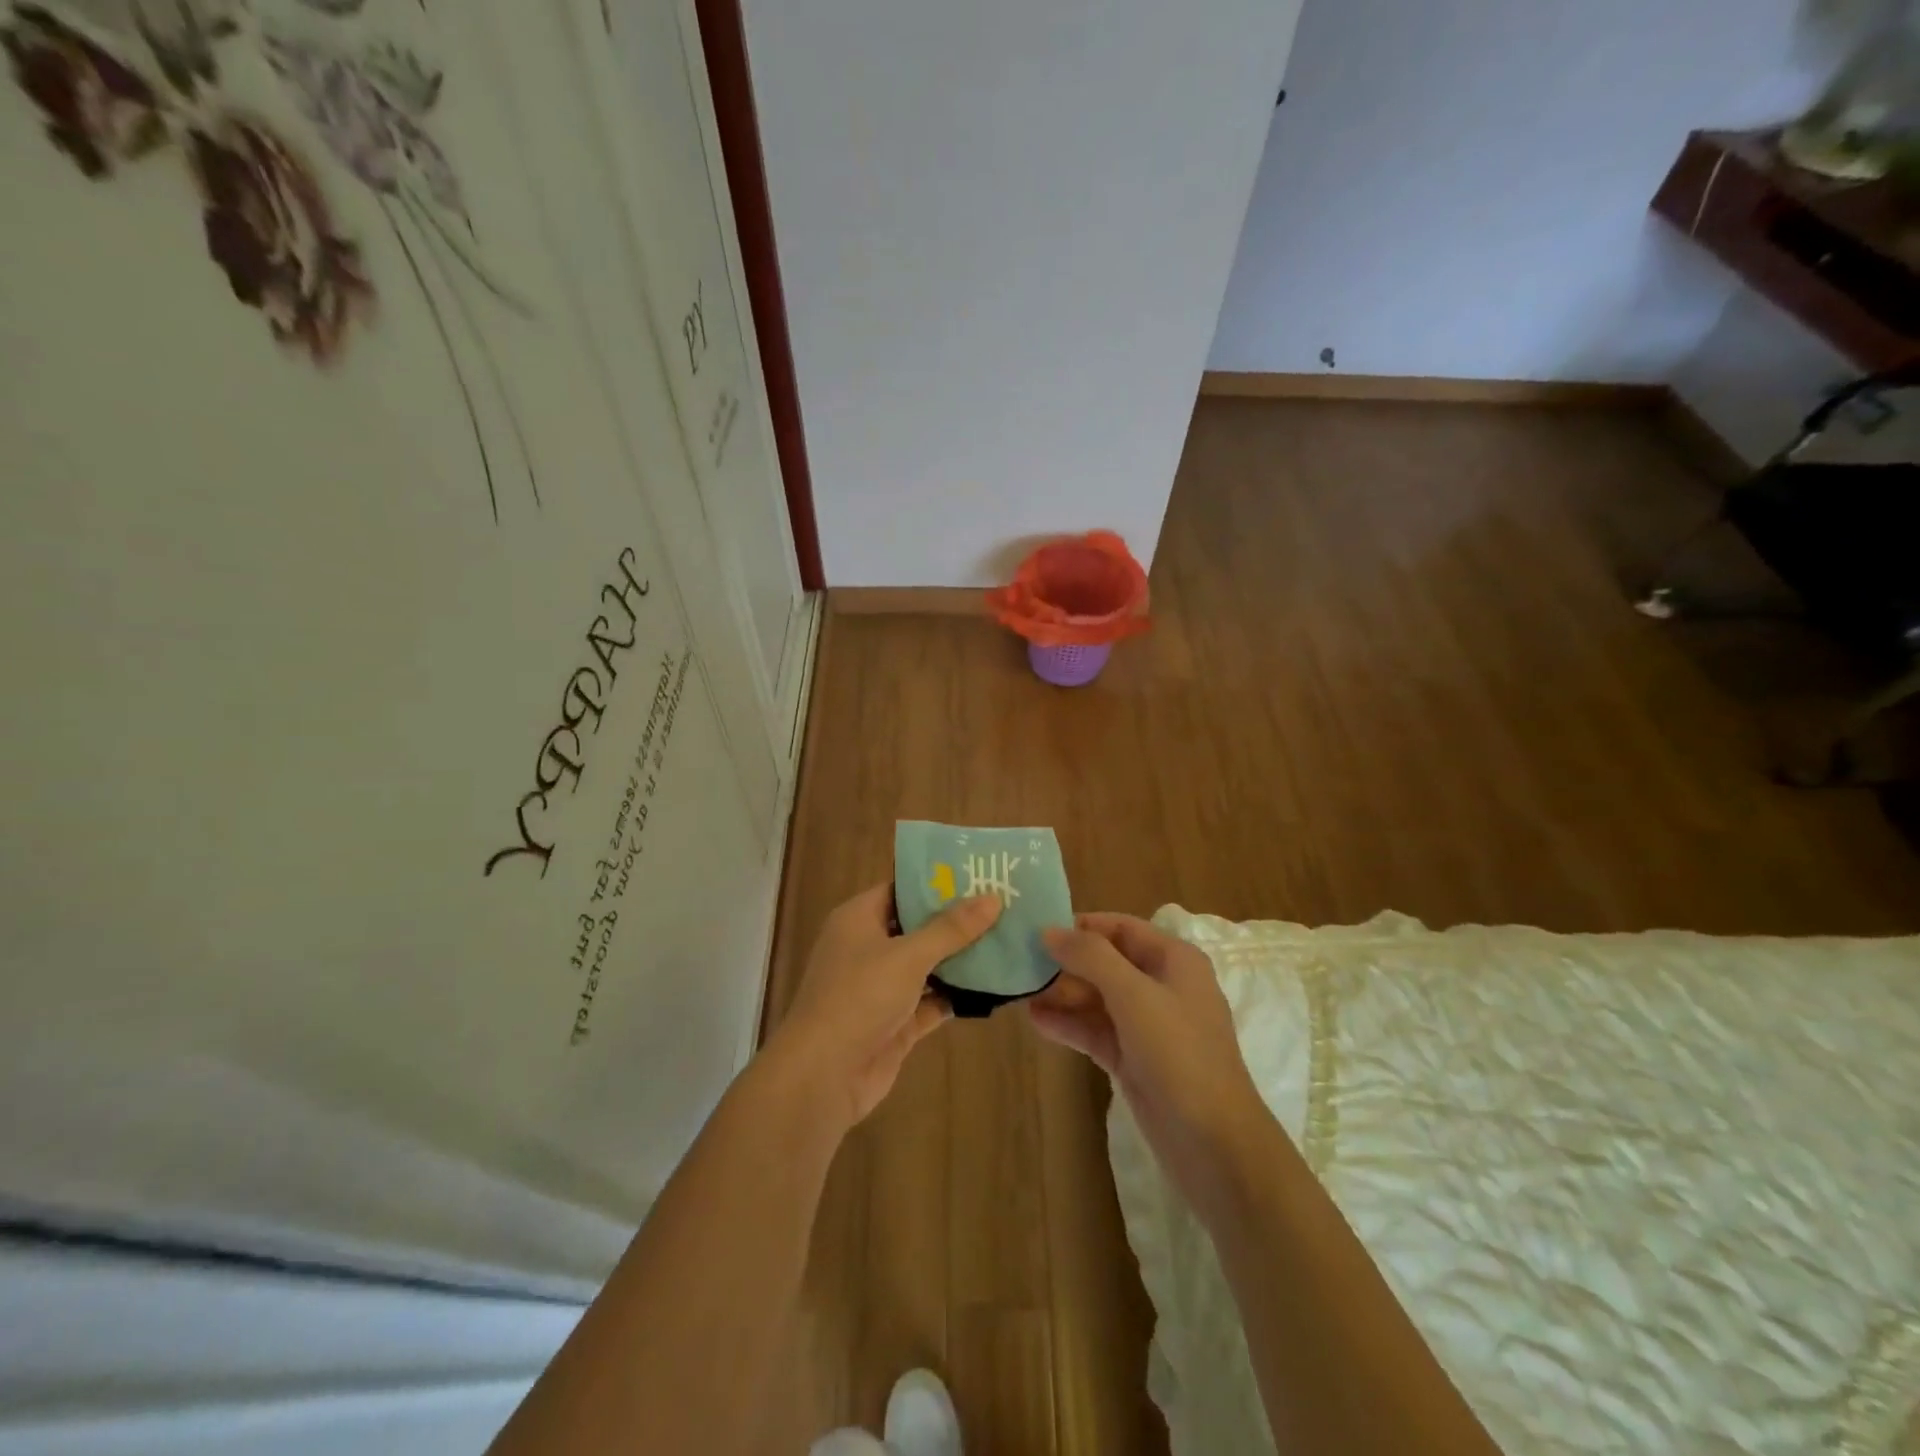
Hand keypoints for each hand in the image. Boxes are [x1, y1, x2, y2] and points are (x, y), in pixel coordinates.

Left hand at [769, 883, 1001, 1129]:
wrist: (823, 1075)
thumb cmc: (859, 997)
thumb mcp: (908, 956)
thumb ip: (951, 929)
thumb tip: (993, 898)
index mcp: (859, 919)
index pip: (900, 889)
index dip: (936, 882)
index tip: (978, 874)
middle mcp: (868, 948)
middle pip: (916, 927)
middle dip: (955, 921)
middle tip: (1003, 906)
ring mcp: (880, 988)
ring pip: (926, 966)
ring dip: (959, 959)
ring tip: (1006, 941)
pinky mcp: (894, 1023)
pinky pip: (930, 1002)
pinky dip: (954, 996)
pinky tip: (991, 987)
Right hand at [1028, 913, 1269, 1218]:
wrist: (1214, 1145)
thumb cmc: (1179, 1054)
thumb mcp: (1134, 995)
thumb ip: (1091, 957)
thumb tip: (1049, 931)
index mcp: (1174, 960)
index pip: (1122, 928)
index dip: (1082, 926)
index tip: (1038, 930)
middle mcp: (1162, 986)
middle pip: (1106, 962)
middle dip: (1066, 962)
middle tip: (1021, 964)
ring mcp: (1148, 1026)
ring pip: (1098, 999)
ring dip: (1062, 994)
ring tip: (1019, 991)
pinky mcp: (1134, 1059)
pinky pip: (1096, 1031)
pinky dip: (1069, 1025)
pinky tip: (1035, 1021)